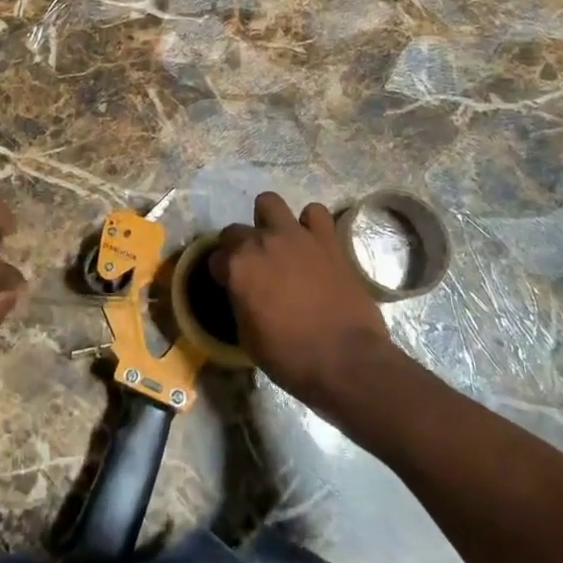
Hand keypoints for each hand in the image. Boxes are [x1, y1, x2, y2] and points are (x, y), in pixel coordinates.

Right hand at [212, 191, 396, 410]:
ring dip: (270, 221)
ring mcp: (296, 235)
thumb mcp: (248, 338)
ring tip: (280, 244)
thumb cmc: (291, 357)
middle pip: (236, 230)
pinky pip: (314, 213)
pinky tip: (312, 243)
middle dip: (238, 246)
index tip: (229, 286)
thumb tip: (244, 293)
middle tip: (252, 267)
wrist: (346, 360)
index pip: (216, 259)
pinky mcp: (327, 239)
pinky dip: (310, 224)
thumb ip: (241, 303)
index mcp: (238, 268)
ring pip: (270, 202)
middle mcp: (262, 242)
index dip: (222, 274)